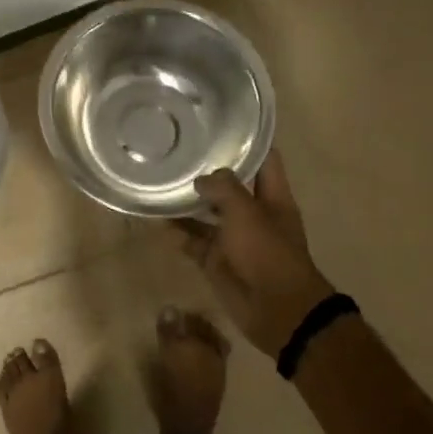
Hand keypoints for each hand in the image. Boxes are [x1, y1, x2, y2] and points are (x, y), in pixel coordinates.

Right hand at [173, 152, 335, 357]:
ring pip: (208, 213)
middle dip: (208, 170)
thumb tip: (200, 180)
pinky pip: (194, 242)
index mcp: (272, 196)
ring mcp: (234, 238)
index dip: (248, 140)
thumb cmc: (267, 253)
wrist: (276, 310)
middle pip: (231, 185)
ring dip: (188, 202)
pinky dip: (177, 233)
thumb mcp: (246, 211)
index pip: (264, 158)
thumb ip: (223, 188)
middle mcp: (254, 213)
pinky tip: (156, 218)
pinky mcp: (216, 260)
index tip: (222, 123)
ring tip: (161, 180)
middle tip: (179, 149)